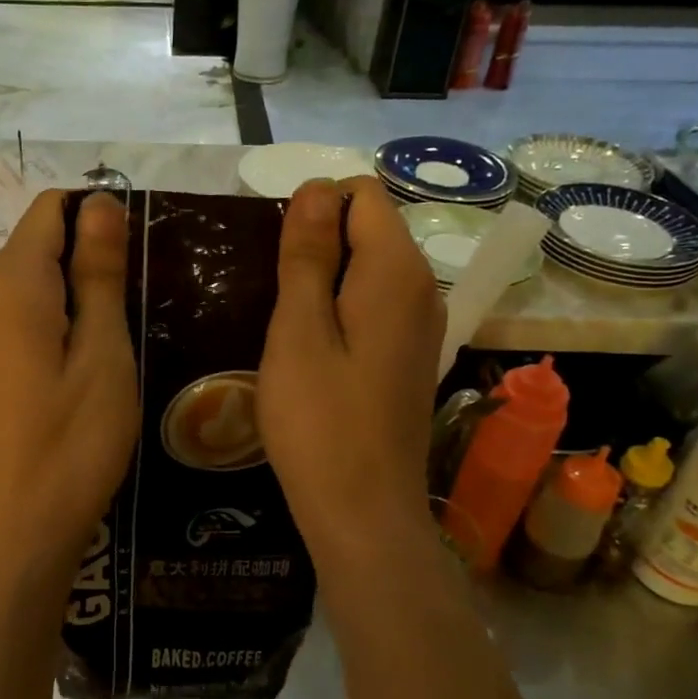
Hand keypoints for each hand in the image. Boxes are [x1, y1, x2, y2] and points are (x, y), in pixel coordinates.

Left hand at [0, 190, 138, 631]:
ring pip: (30, 284)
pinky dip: (52, 325)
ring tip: (116, 345)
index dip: (98, 217)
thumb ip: (99, 271)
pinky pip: (17, 318)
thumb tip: (99, 200)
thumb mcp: (103, 353)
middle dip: (89, 261)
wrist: (11, 529)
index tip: (137, 261)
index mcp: (12, 280)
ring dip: (75, 297)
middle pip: (39, 245)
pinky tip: (79, 370)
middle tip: (136, 312)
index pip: (52, 208)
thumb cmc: (71, 443)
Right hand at [258, 177, 443, 576]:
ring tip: (287, 328)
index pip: (361, 194)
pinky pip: (374, 305)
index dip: (313, 212)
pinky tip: (312, 353)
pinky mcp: (410, 356)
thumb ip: (307, 254)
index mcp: (396, 271)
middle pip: (368, 228)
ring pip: (368, 269)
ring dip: (324, 281)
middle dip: (317, 245)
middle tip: (275, 302)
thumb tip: (316, 186)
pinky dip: (340, 310)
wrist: (363, 512)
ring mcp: (421, 325)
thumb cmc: (319, 421)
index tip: (278, 262)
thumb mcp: (298, 331)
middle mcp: (422, 288)